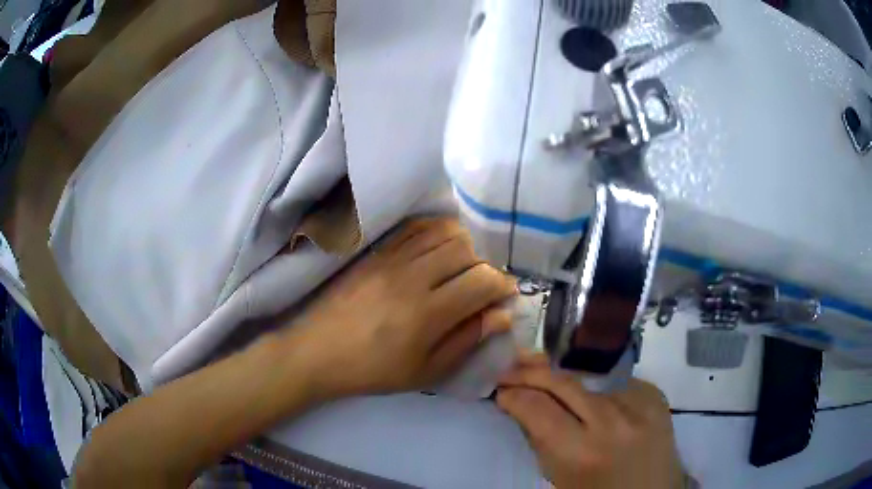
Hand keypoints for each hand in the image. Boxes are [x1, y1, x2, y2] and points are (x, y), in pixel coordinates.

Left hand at [290, 217, 517, 398]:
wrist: (319, 352)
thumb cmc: (374, 370)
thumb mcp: (426, 371)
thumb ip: (467, 339)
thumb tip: (502, 315)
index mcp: (428, 313)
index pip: (482, 281)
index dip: (502, 285)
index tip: (504, 295)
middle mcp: (413, 277)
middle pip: (466, 249)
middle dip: (485, 265)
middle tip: (480, 285)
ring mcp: (392, 259)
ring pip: (443, 232)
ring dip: (463, 246)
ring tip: (460, 267)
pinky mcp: (377, 252)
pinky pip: (415, 228)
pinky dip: (435, 232)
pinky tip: (437, 250)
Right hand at [496, 354, 681, 488]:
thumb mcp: (560, 477)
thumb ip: (542, 441)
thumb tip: (523, 407)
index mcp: (580, 452)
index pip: (537, 408)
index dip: (513, 395)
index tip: (502, 392)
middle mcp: (611, 422)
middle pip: (562, 382)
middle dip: (530, 372)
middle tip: (512, 370)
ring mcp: (639, 404)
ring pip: (589, 378)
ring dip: (564, 380)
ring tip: (548, 379)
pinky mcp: (655, 395)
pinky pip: (616, 382)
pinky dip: (599, 388)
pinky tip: (593, 397)